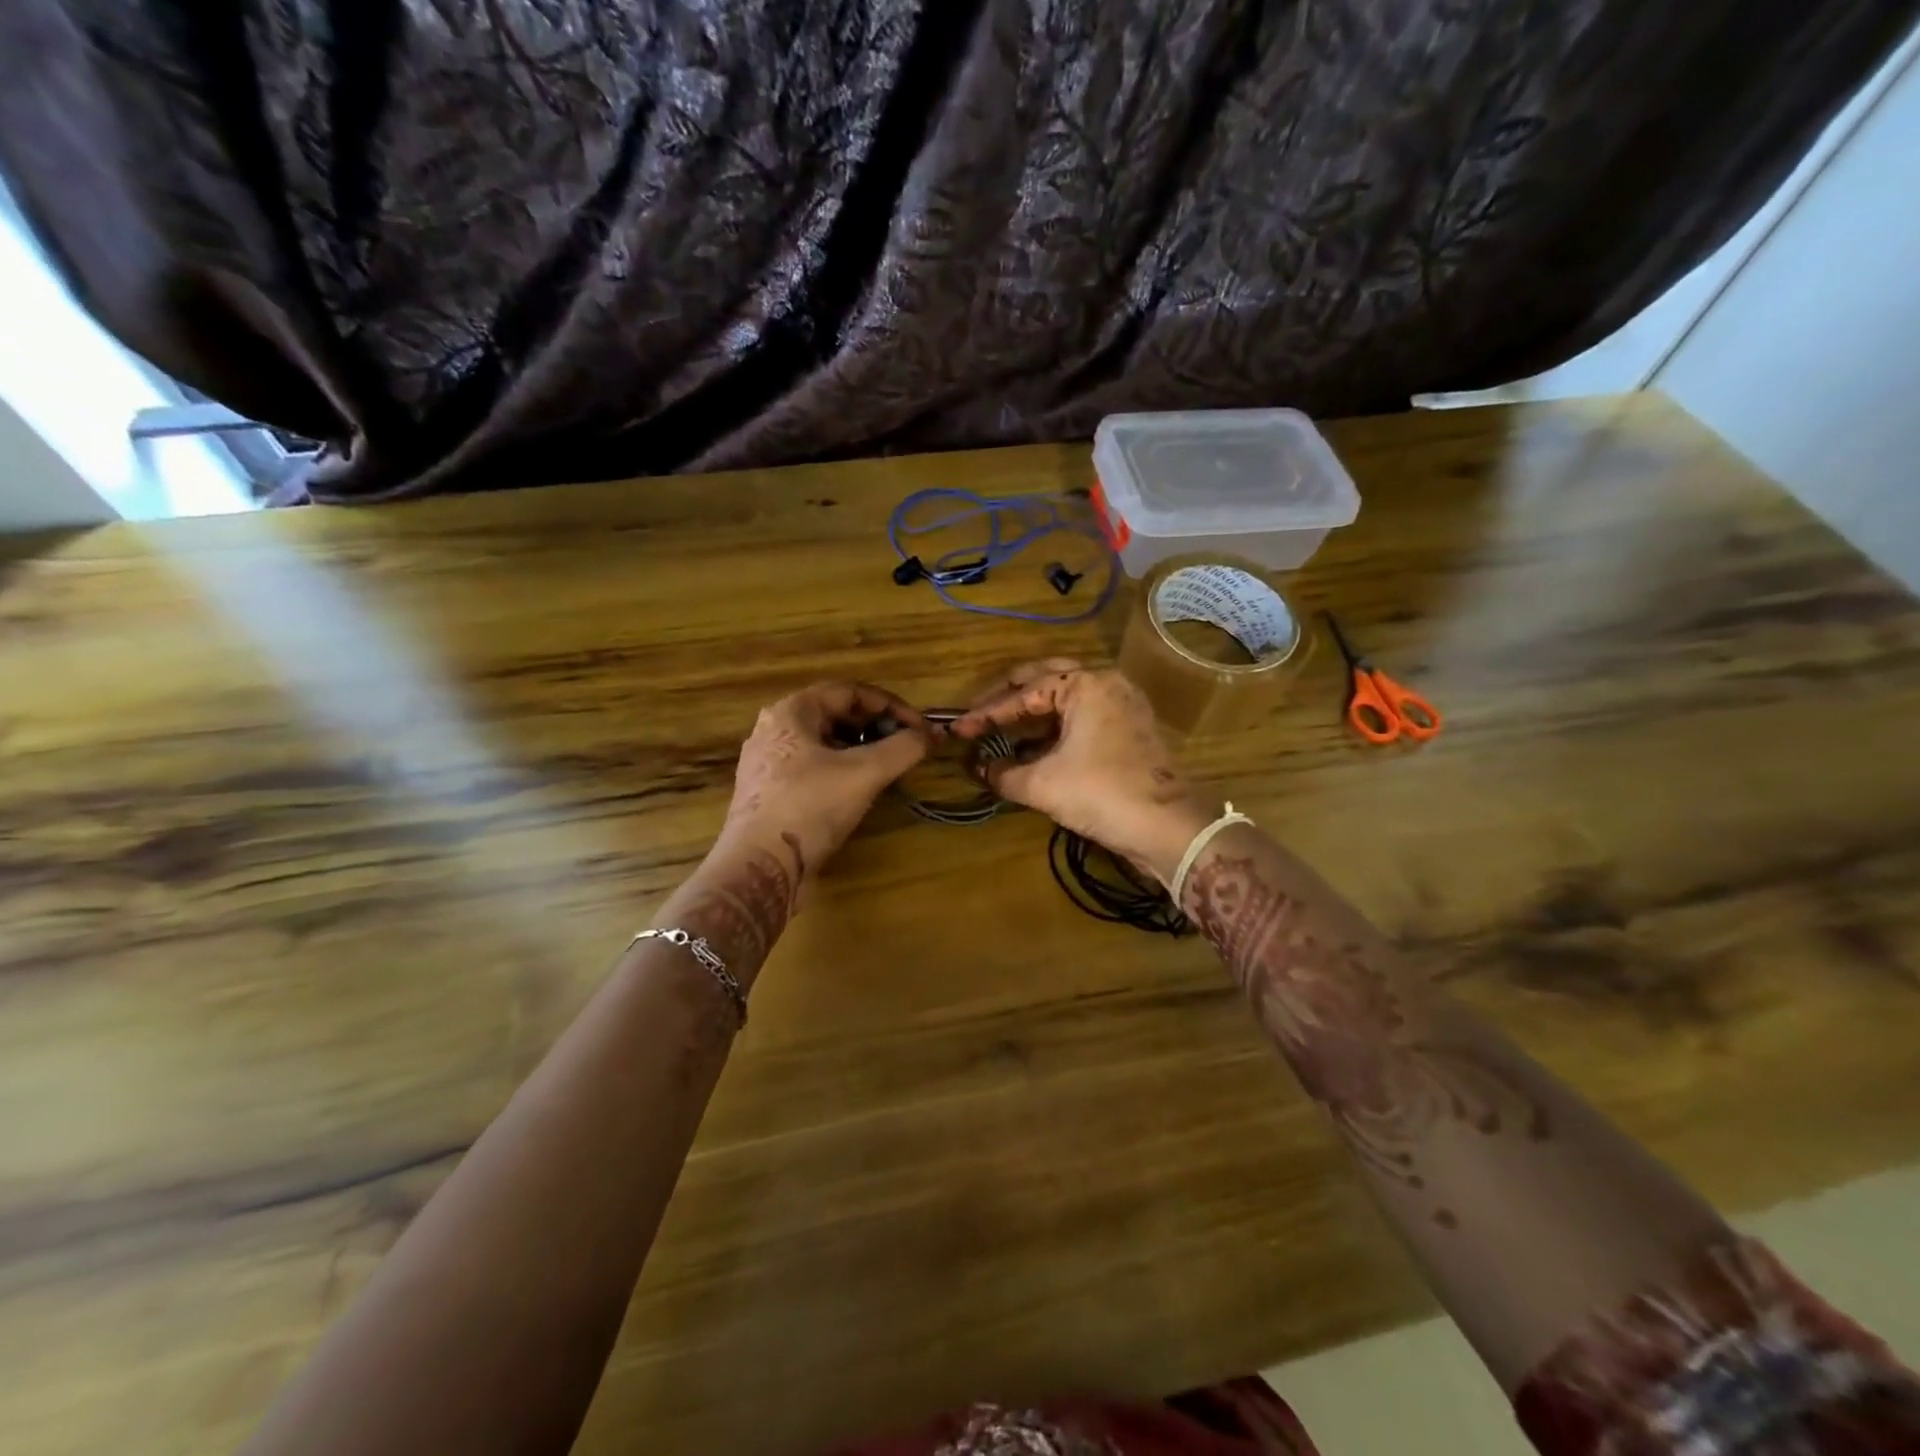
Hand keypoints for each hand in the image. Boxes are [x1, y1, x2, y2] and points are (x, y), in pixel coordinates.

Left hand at [721, 682, 931, 875]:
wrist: (760, 867)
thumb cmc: (810, 806)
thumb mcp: (865, 773)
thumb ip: (903, 748)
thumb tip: (932, 734)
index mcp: (791, 712)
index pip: (849, 691)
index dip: (891, 706)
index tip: (919, 728)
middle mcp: (774, 730)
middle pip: (836, 715)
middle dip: (876, 728)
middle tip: (905, 747)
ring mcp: (767, 764)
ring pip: (824, 744)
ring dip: (861, 750)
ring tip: (888, 769)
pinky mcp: (769, 794)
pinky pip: (812, 769)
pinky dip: (841, 771)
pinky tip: (859, 792)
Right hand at [952, 660, 1210, 880]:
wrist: (1166, 827)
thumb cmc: (1101, 794)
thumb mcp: (1043, 785)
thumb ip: (1004, 774)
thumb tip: (982, 768)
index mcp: (1084, 685)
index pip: (1023, 694)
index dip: (986, 713)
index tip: (958, 728)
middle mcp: (1105, 683)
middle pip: (1046, 678)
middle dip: (1009, 695)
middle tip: (979, 712)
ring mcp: (1123, 704)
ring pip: (1067, 695)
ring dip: (1034, 709)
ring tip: (1002, 726)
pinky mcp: (1131, 727)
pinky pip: (1084, 714)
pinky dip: (1057, 724)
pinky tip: (1036, 743)